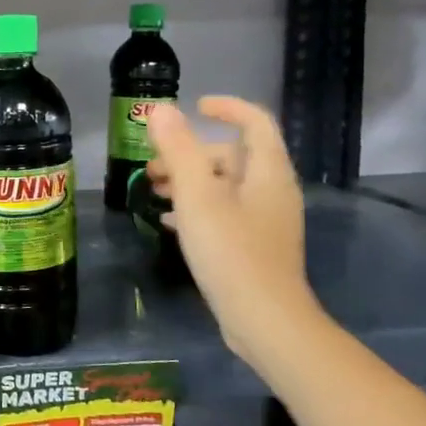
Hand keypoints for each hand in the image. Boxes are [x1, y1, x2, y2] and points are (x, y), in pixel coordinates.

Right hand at [147, 96, 317, 357]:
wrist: (263, 319)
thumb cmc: (230, 251)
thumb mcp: (197, 196)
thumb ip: (178, 149)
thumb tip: (161, 110)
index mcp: (267, 172)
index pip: (255, 122)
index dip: (226, 108)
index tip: (194, 107)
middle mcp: (272, 190)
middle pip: (233, 156)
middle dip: (191, 153)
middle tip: (153, 166)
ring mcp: (265, 220)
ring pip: (225, 186)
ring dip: (189, 181)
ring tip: (153, 190)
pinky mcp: (254, 246)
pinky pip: (224, 213)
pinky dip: (196, 208)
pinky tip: (167, 222)